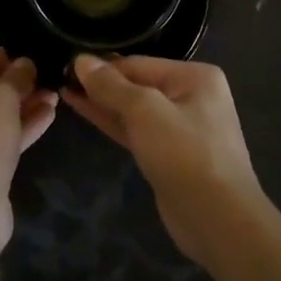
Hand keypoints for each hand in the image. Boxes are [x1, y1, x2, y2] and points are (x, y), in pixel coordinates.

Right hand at [63, 54, 263, 267]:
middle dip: (101, 84)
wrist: (218, 221)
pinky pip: (136, 130)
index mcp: (195, 76)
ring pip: (134, 109)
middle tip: (61, 77)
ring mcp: (181, 128)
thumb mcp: (145, 112)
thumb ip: (111, 86)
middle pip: (137, 84)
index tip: (67, 64)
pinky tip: (84, 110)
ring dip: (102, 102)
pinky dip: (112, 122)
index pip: (139, 63)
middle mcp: (191, 96)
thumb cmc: (185, 154)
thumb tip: (81, 60)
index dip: (102, 66)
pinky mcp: (169, 155)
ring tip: (65, 90)